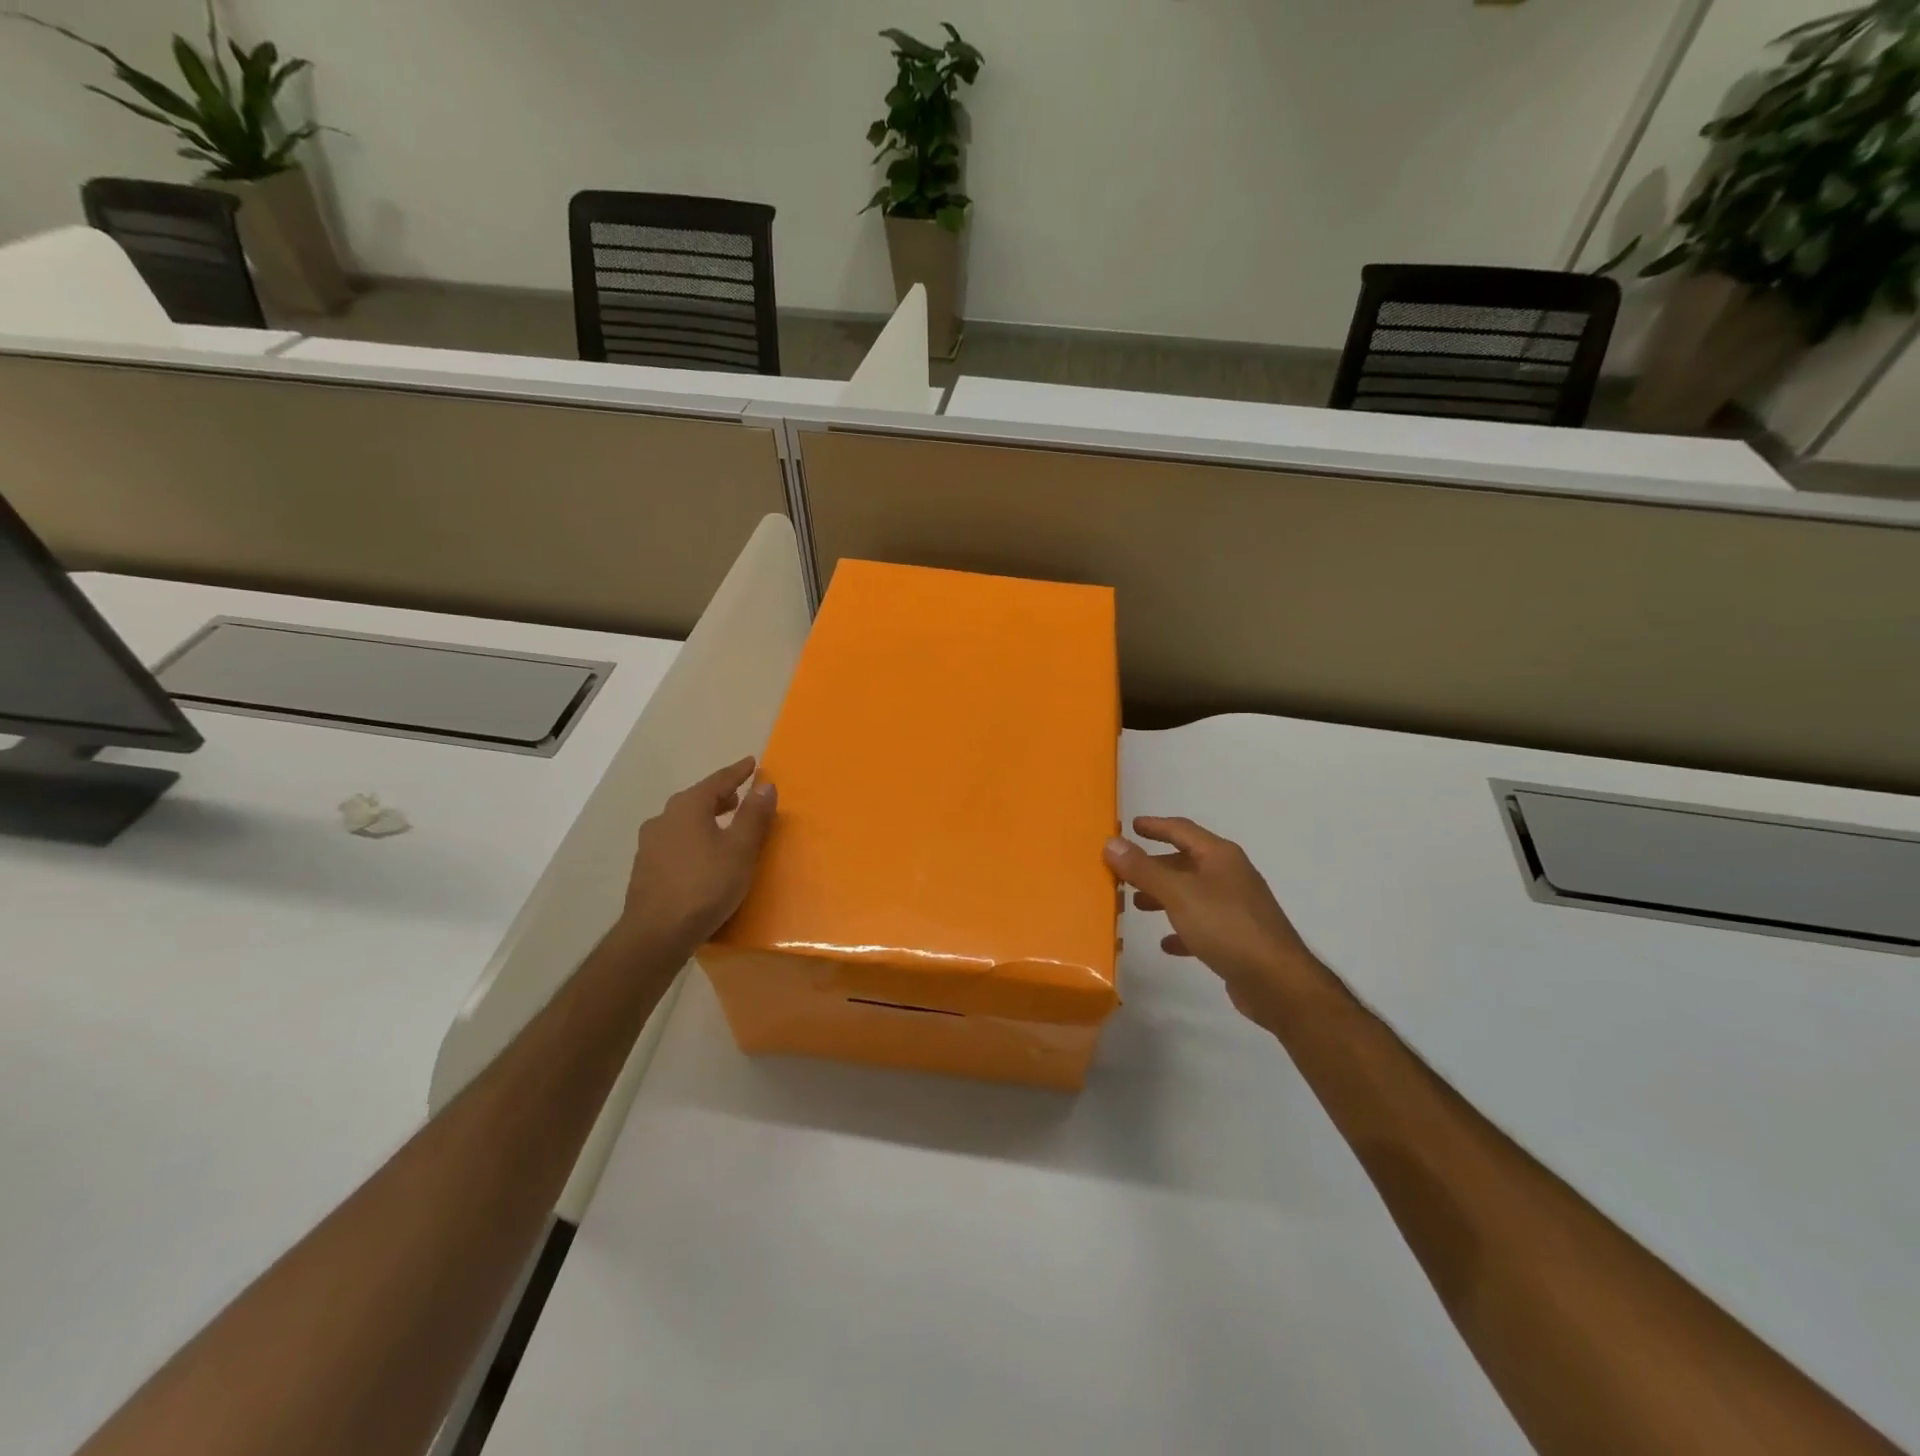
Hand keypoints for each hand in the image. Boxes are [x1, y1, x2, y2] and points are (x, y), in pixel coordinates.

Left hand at [620, 757, 777, 953]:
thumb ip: (754, 815)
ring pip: (683, 821)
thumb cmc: (705, 886)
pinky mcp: (645, 868)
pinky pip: (675, 842)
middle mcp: (664, 818)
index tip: (752, 763)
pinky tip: (701, 856)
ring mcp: (649, 844)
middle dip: (720, 796)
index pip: (718, 781)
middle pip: (696, 799)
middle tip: (739, 797)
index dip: (738, 772)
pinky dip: (692, 838)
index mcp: (687, 807)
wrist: (655, 934)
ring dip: (704, 818)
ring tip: (723, 826)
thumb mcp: (740, 850)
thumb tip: (765, 784)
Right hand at [1105, 816, 1319, 1035]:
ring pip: (1192, 894)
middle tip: (1124, 872)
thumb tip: (1111, 842)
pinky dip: (1182, 928)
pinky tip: (1166, 943)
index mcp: (1220, 856)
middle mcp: (1230, 876)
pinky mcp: (1238, 938)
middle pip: (1186, 862)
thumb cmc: (1226, 927)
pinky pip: (1202, 925)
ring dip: (1164, 896)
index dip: (1156, 826)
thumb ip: (1143, 869)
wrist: (1277, 982)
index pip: (1182, 830)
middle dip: (1154, 866)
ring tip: (1136, 905)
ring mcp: (1237, 907)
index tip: (1131, 825)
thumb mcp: (1178, 894)